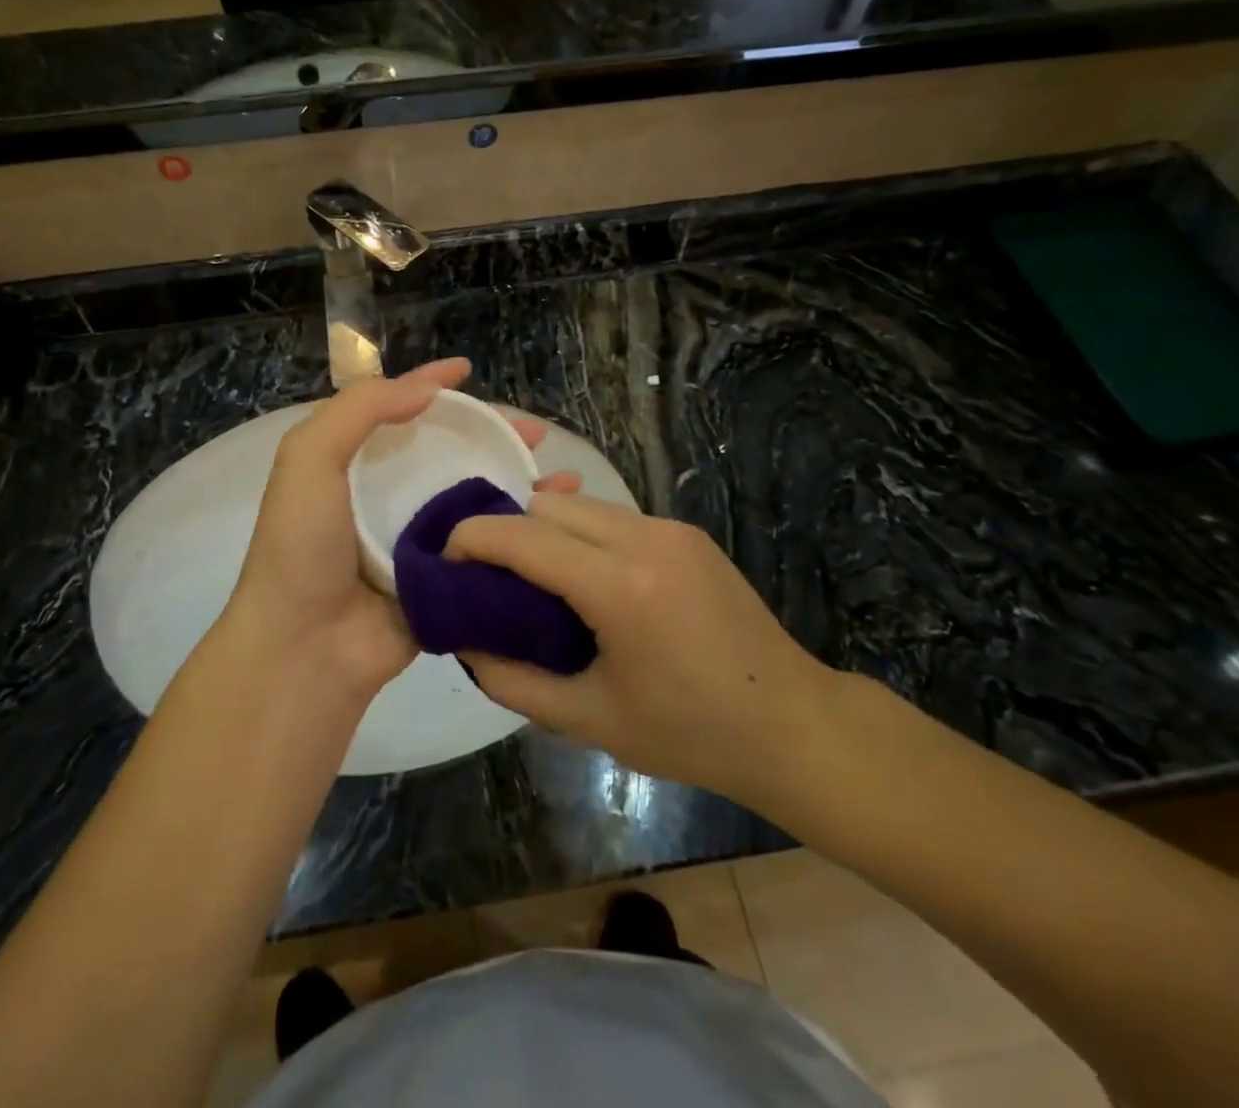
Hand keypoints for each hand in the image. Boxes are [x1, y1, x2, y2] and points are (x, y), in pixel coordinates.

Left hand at [220, 358, 578, 706]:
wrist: (306, 648)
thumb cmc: (303, 546)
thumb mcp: (309, 459)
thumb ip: (359, 410)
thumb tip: (428, 388)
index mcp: (356, 466)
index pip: (398, 411)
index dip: (430, 385)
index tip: (467, 369)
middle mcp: (391, 498)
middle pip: (451, 454)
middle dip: (493, 436)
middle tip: (535, 433)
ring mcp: (422, 542)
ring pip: (479, 500)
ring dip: (519, 483)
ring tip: (563, 476)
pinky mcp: (447, 582)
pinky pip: (492, 549)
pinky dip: (525, 534)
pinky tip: (560, 524)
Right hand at [447, 495, 841, 800]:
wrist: (793, 724)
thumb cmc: (690, 733)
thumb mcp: (591, 719)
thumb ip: (514, 681)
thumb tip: (466, 645)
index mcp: (618, 586)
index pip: (522, 536)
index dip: (472, 539)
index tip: (444, 561)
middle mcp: (643, 538)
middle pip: (546, 506)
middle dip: (507, 531)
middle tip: (490, 578)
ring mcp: (670, 530)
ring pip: (580, 504)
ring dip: (545, 529)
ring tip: (535, 579)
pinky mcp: (688, 533)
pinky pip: (614, 517)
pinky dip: (582, 534)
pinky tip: (586, 578)